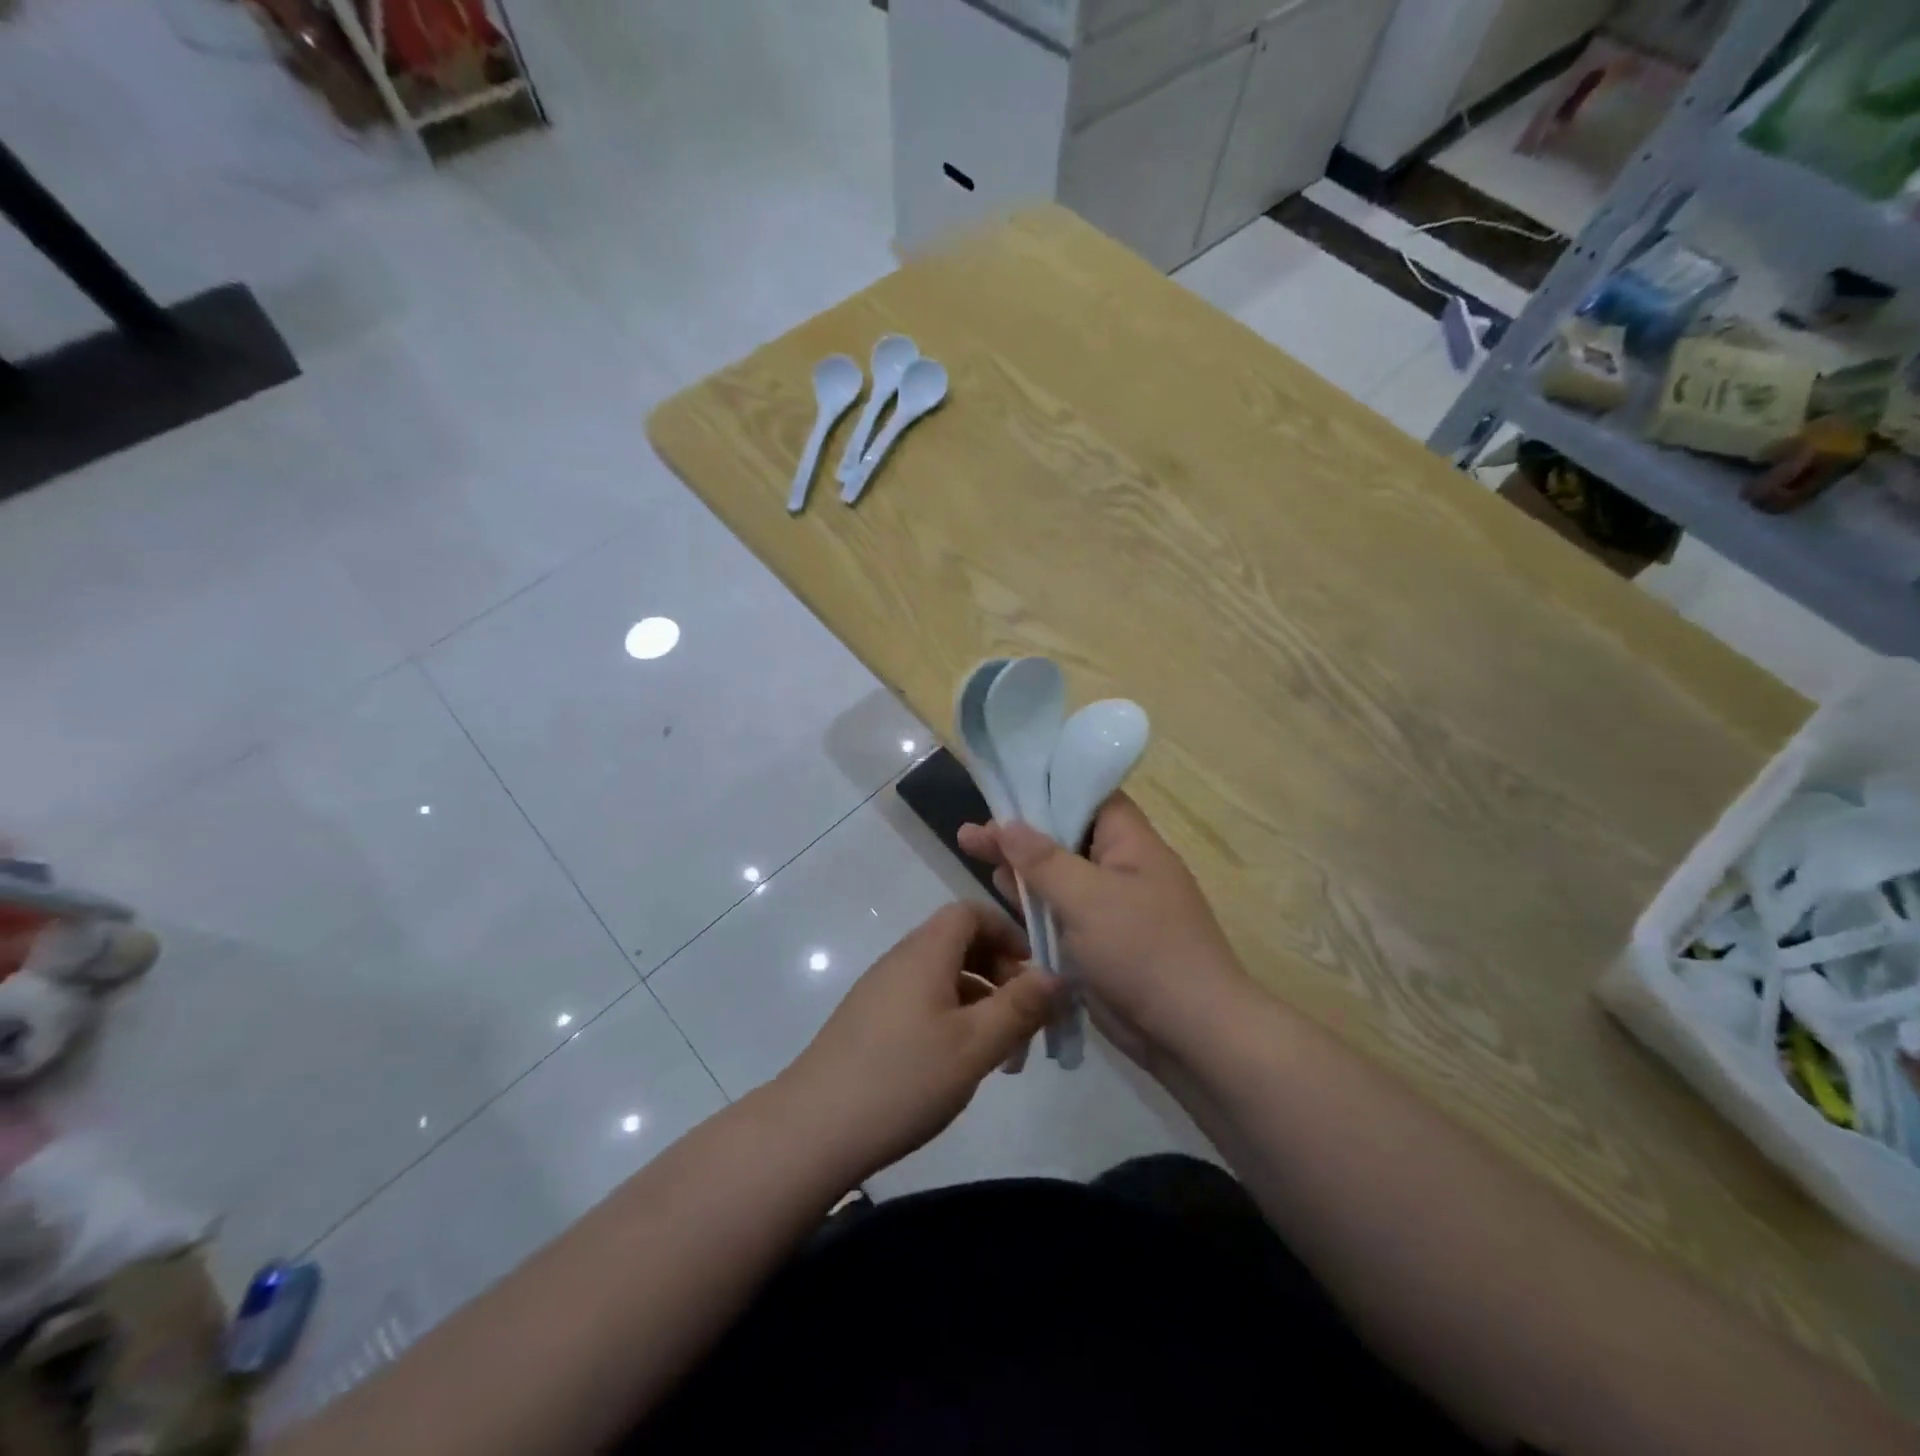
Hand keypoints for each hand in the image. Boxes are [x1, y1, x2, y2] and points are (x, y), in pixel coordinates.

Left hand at [777, 902, 1058, 1180]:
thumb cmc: (903, 1079)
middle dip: (1001, 973)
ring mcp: (881, 991)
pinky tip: (962, 1064)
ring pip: (943, 978)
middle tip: (1027, 1020)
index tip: (1035, 971)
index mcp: (925, 952)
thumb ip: (1019, 1006)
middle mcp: (901, 960)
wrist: (812, 1129)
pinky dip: (953, 1019)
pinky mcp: (869, 1022)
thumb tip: (1056, 975)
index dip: (1008, 931)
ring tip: (1004, 1055)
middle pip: (959, 943)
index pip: (970, 911)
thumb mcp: (975, 1045)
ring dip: (980, 1003)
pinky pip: (922, 1002)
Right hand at [956, 794, 1247, 1067]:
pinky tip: (1001, 894)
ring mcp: (1111, 907)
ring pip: (1059, 877)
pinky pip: (1062, 913)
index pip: (1089, 798)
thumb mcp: (1086, 897)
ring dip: (1021, 868)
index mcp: (1131, 843)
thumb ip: (1042, 859)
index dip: (1047, 790)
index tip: (1005, 793)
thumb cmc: (1142, 950)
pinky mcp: (1100, 942)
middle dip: (1019, 834)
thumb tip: (1006, 823)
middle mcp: (1122, 867)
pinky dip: (1033, 904)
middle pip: (1065, 837)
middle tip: (971, 833)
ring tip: (972, 851)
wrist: (1190, 1033)